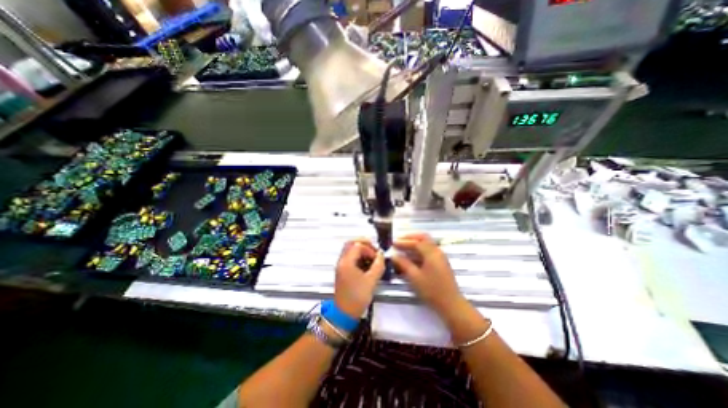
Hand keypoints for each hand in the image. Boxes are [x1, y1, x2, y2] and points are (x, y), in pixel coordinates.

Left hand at [332, 239, 383, 317]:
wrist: (344, 314)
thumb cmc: (357, 297)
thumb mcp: (371, 281)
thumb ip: (378, 265)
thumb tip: (382, 254)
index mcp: (346, 262)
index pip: (358, 245)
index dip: (370, 249)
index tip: (377, 258)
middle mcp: (342, 261)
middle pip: (351, 243)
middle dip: (364, 244)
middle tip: (374, 249)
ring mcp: (341, 265)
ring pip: (350, 250)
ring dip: (362, 250)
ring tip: (372, 257)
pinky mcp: (343, 271)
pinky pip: (350, 257)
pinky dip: (359, 256)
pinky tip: (368, 264)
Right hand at [393, 234, 465, 315]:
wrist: (451, 304)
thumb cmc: (431, 290)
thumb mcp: (414, 277)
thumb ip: (403, 264)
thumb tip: (394, 255)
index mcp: (432, 253)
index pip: (416, 242)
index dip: (404, 242)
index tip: (393, 243)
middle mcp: (437, 252)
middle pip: (423, 238)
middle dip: (410, 238)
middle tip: (399, 241)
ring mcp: (440, 257)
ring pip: (426, 244)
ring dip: (414, 244)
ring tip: (402, 248)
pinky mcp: (440, 263)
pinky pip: (428, 251)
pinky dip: (419, 251)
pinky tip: (411, 258)